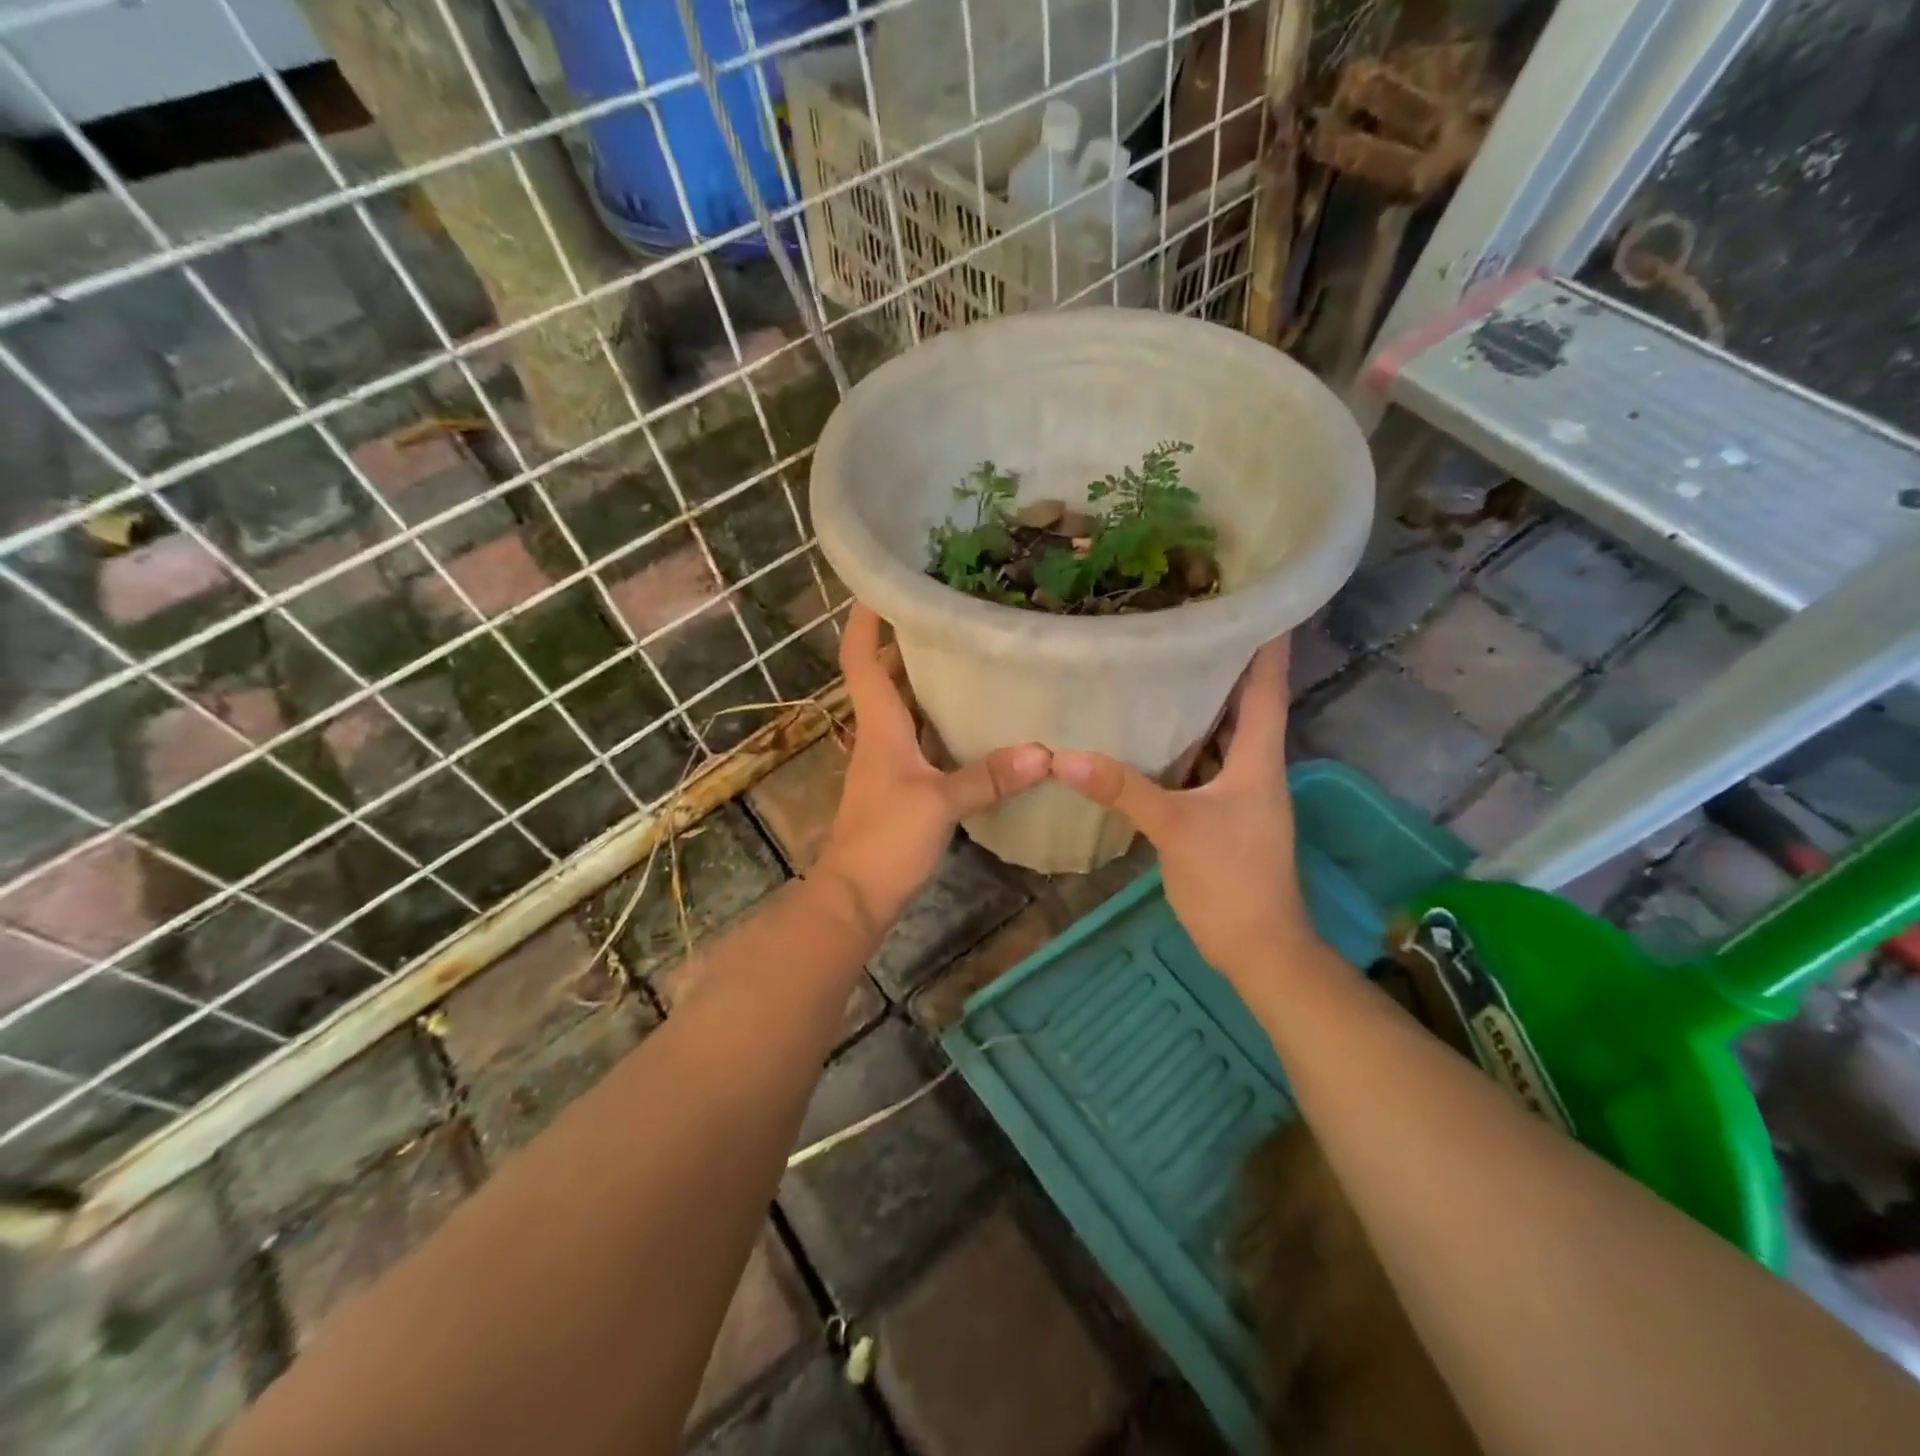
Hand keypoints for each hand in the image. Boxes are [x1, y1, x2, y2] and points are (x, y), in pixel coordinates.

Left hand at [815, 604, 1049, 937]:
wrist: (856, 895)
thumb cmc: (885, 839)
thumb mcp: (939, 804)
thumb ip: (989, 777)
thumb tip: (1043, 752)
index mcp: (879, 725)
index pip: (861, 659)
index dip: (866, 620)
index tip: (882, 584)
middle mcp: (881, 734)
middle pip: (887, 676)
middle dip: (909, 641)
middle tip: (951, 612)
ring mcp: (890, 761)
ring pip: (907, 707)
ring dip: (929, 681)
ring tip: (971, 653)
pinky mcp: (904, 785)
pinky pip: (924, 739)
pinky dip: (945, 723)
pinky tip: (979, 719)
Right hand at [1050, 639, 1320, 978]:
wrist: (1258, 948)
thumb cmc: (1231, 881)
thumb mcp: (1175, 829)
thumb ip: (1123, 790)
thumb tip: (1065, 756)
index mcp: (1258, 759)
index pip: (1267, 687)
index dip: (1267, 643)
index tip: (1259, 598)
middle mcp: (1254, 766)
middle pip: (1243, 702)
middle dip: (1223, 662)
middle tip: (1188, 621)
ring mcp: (1238, 792)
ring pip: (1221, 734)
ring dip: (1201, 701)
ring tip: (1165, 663)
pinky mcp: (1220, 813)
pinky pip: (1202, 763)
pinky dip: (1183, 743)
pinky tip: (1150, 733)